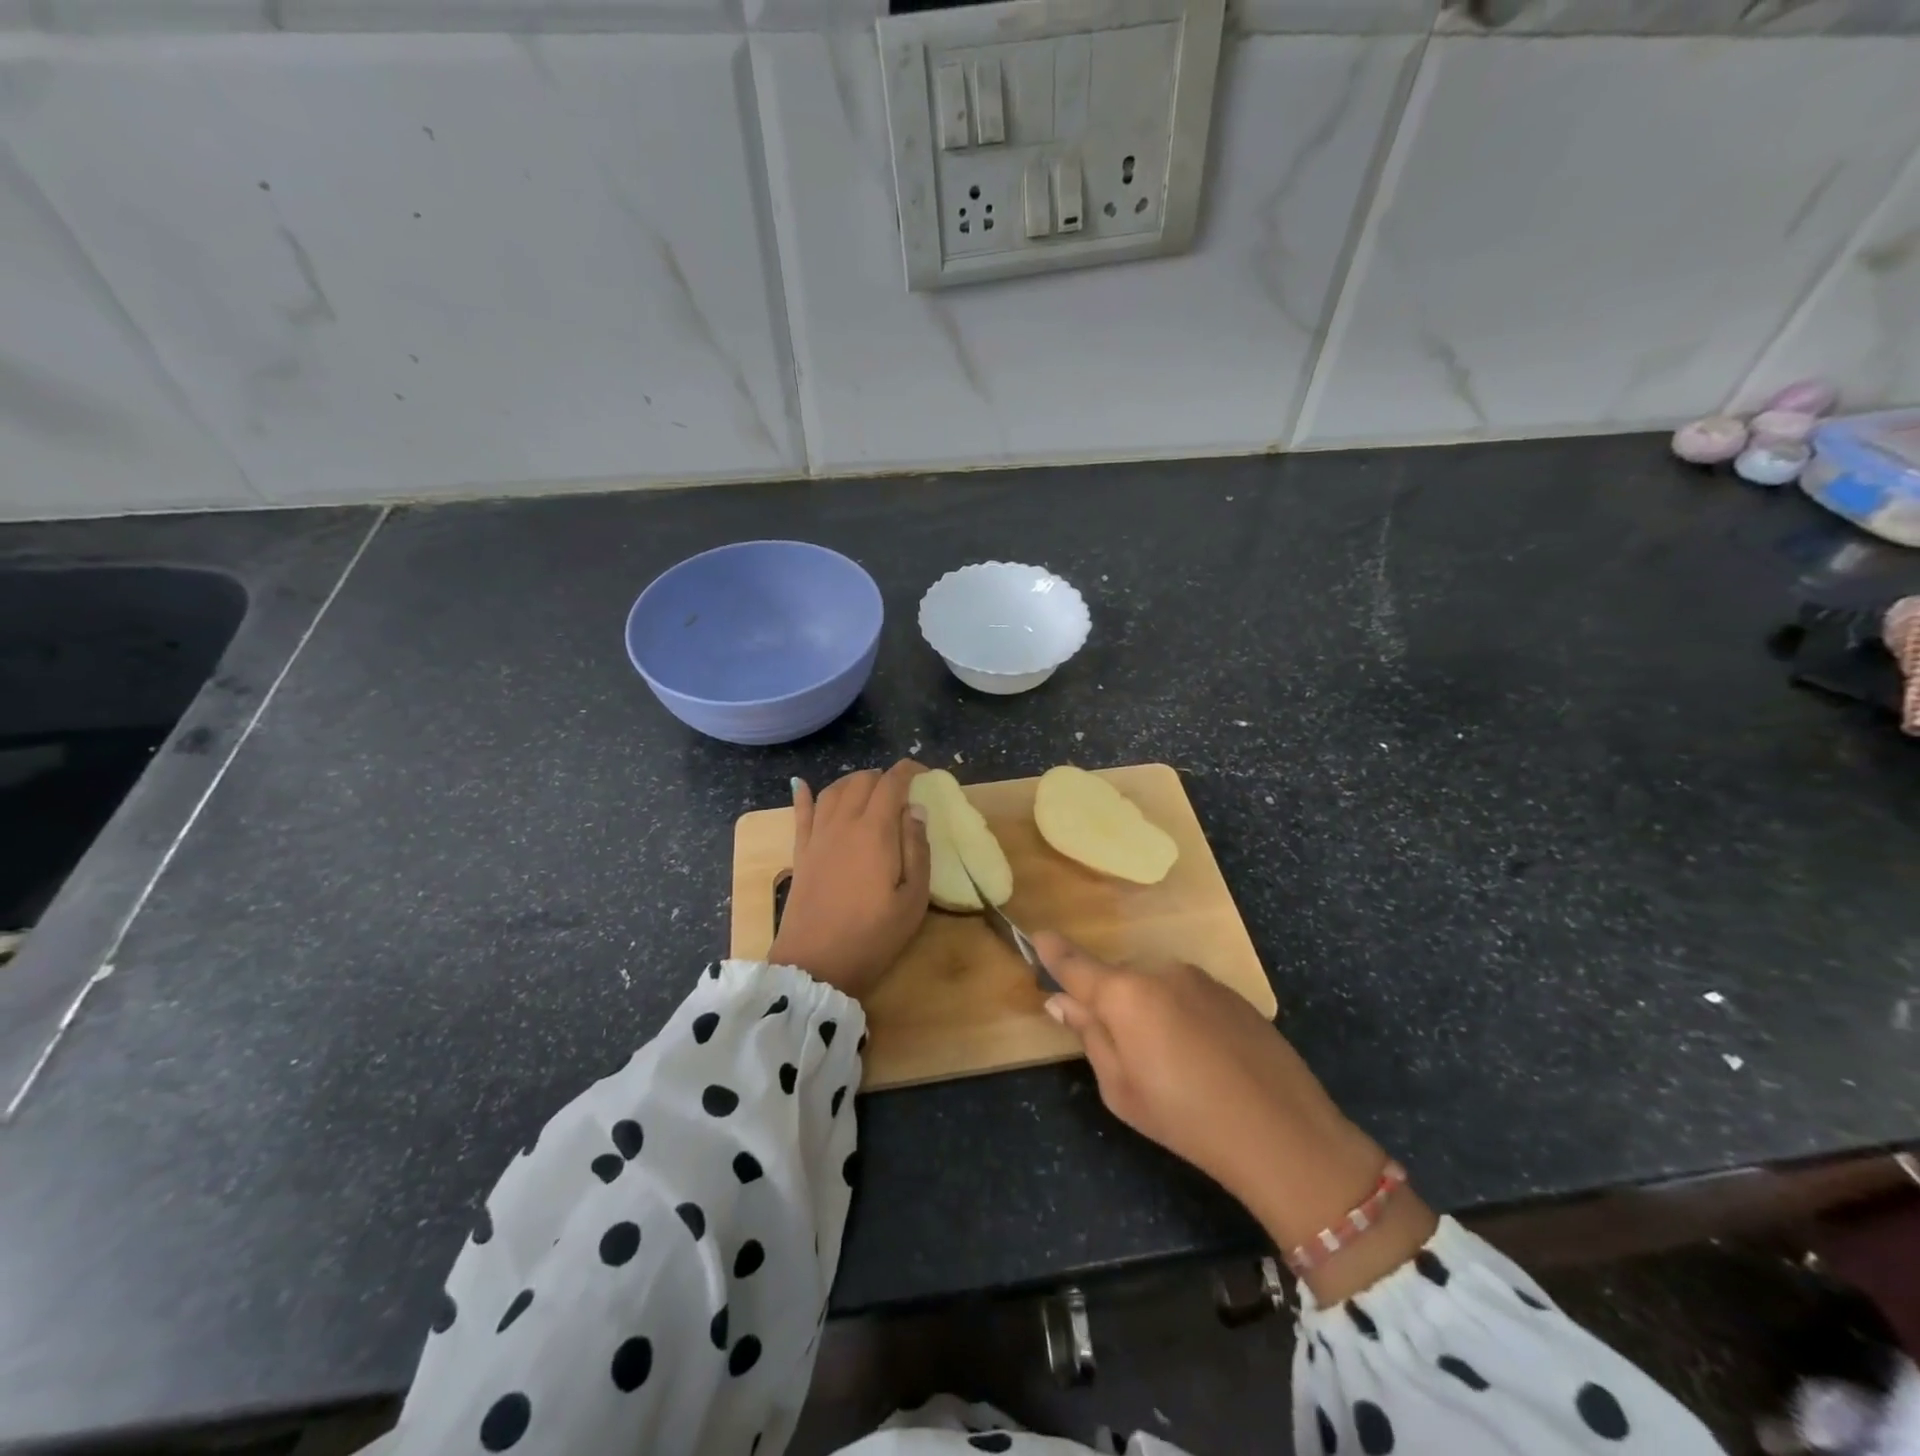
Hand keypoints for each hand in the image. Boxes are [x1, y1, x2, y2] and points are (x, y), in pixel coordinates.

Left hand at [769, 761, 930, 1000]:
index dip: (909, 771)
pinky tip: (802, 785)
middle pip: (862, 781)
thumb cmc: (872, 936)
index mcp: (875, 830)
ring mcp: (818, 836)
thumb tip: (915, 810)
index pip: (891, 783)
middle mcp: (843, 823)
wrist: (815, 965)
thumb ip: (917, 849)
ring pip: (834, 790)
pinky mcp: (800, 853)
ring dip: (854, 782)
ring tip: (869, 790)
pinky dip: (804, 795)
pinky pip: (801, 813)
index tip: (923, 773)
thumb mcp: (913, 899)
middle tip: (901, 792)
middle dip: (884, 777)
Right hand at [1036, 934, 1434, 1301]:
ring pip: (1154, 987)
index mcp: (1125, 994)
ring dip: (1149, 1011)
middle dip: (1111, 1004)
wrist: (1282, 1133)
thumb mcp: (1121, 1089)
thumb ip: (1090, 1035)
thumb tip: (1061, 1001)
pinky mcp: (1231, 992)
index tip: (1036, 936)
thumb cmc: (1186, 1119)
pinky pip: (1187, 995)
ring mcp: (1199, 978)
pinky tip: (1203, 1057)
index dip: (1053, 951)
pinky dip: (1181, 1015)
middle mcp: (1160, 971)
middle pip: (1118, 980)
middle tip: (1122, 1053)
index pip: (1076, 964)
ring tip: (1171, 1063)